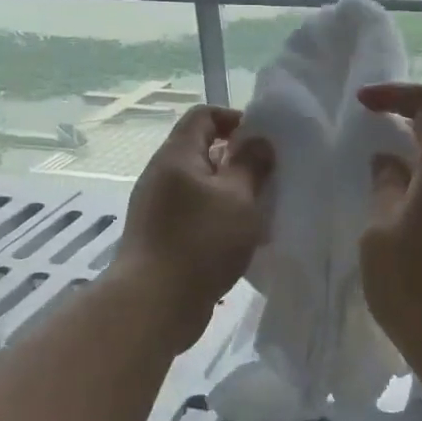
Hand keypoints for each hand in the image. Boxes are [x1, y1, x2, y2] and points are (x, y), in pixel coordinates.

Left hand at [111, 106, 273, 353]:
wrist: (153, 304)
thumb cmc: (200, 242)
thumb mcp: (238, 198)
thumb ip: (251, 165)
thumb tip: (258, 141)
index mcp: (177, 156)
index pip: (203, 116)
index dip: (234, 119)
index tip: (262, 141)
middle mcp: (162, 176)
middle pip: (202, 152)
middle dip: (237, 162)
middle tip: (268, 180)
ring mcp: (157, 208)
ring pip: (201, 188)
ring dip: (231, 195)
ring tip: (259, 213)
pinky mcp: (161, 238)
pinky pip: (195, 216)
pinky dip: (218, 220)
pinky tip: (239, 242)